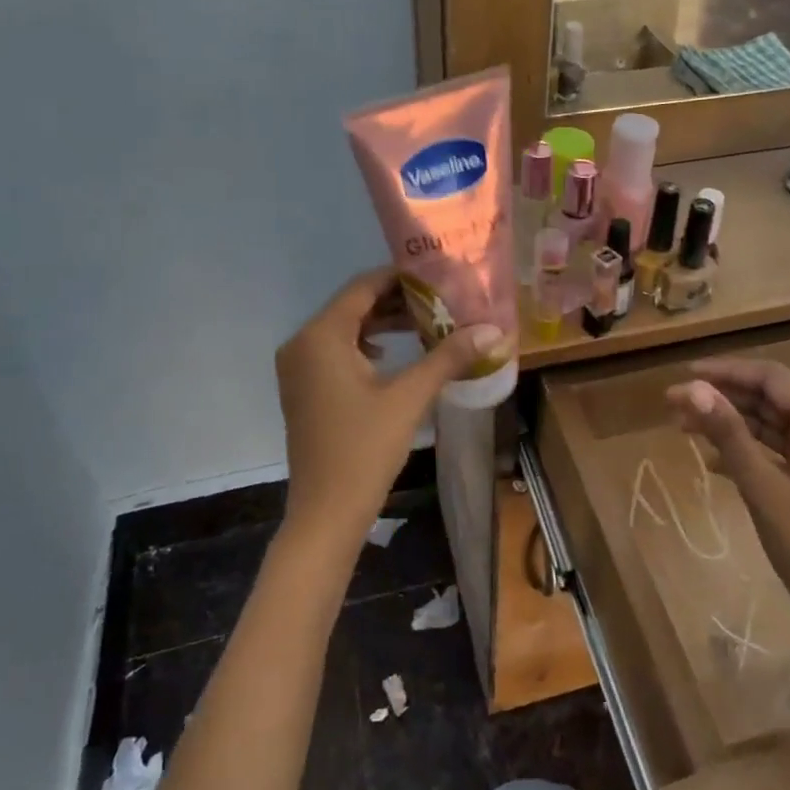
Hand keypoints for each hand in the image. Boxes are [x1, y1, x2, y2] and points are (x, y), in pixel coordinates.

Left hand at [276, 268, 501, 547]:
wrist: (326, 512)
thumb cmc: (365, 449)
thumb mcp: (410, 397)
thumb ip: (448, 357)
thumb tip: (491, 330)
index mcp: (321, 336)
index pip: (363, 287)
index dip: (400, 277)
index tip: (437, 277)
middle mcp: (302, 343)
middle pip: (353, 305)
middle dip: (396, 301)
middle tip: (439, 301)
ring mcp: (298, 368)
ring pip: (344, 329)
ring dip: (383, 323)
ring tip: (425, 323)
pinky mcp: (303, 388)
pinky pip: (335, 351)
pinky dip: (366, 345)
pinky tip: (395, 355)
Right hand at [666, 357, 789, 624]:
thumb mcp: (763, 488)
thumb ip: (728, 434)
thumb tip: (691, 388)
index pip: (771, 378)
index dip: (726, 371)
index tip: (684, 375)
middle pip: (770, 398)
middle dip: (722, 397)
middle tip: (673, 404)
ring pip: (771, 425)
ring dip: (730, 423)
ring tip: (683, 428)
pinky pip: (777, 451)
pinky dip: (746, 450)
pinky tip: (712, 461)